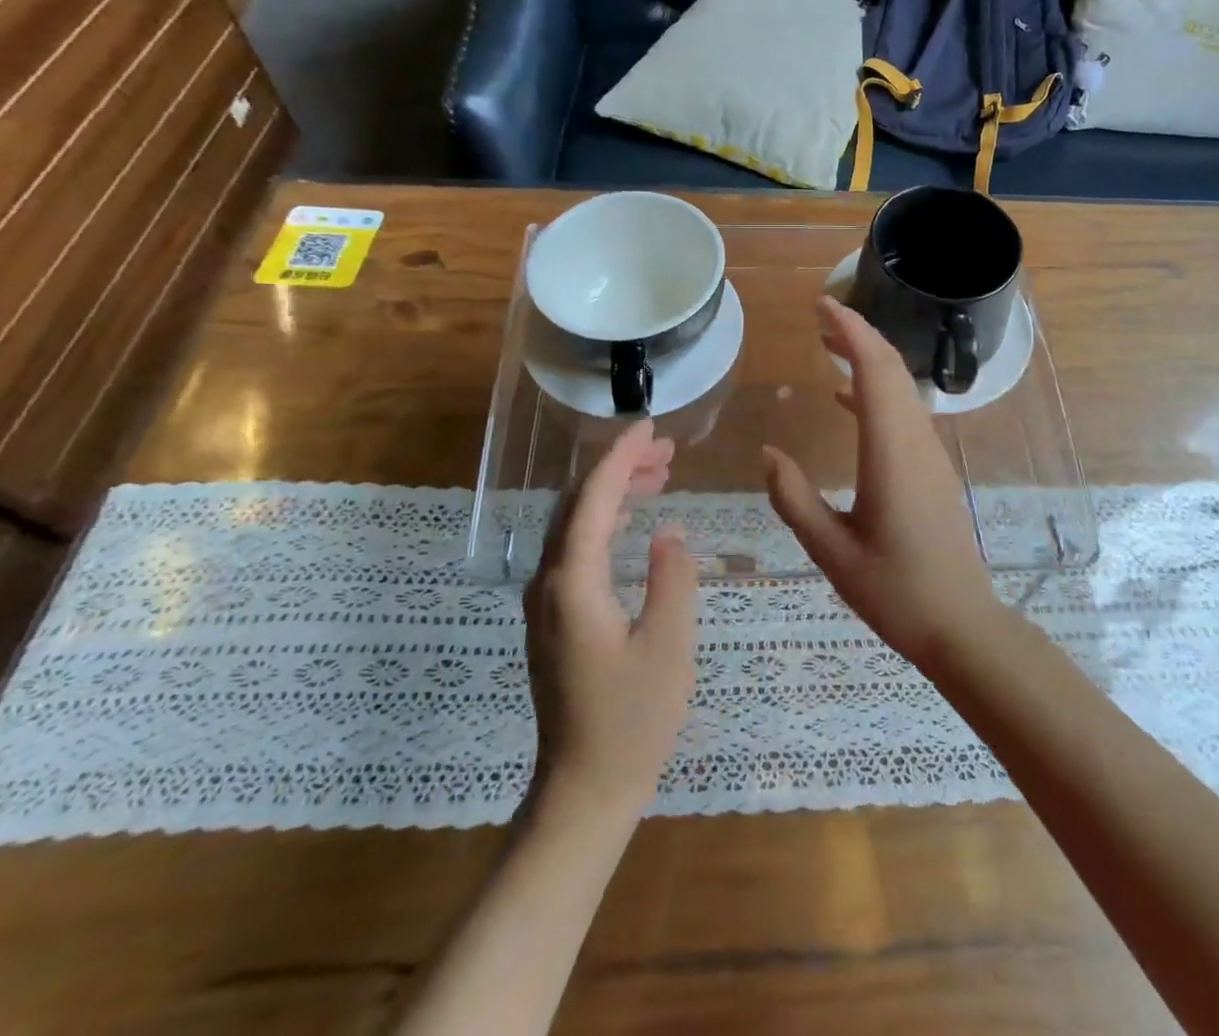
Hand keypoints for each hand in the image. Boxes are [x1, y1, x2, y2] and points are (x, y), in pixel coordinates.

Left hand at [524, 420, 697, 825]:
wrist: (582, 792)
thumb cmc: (631, 722)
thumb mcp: (668, 646)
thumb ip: (672, 579)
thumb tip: (670, 532)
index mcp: (573, 582)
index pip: (594, 497)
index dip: (621, 456)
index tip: (651, 426)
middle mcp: (549, 582)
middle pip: (579, 504)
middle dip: (619, 468)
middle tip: (666, 450)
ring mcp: (546, 602)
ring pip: (575, 526)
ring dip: (614, 493)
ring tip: (659, 476)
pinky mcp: (554, 619)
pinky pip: (576, 550)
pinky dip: (606, 523)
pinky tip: (634, 524)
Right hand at [763, 297, 1004, 667]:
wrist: (960, 624)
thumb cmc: (895, 590)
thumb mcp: (831, 551)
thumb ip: (794, 499)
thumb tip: (768, 454)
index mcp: (891, 452)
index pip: (875, 371)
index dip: (851, 332)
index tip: (823, 306)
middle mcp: (916, 441)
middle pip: (892, 369)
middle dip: (858, 335)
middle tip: (820, 317)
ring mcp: (930, 454)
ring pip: (901, 388)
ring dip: (868, 359)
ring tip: (829, 346)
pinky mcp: (933, 468)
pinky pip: (905, 412)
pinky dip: (877, 391)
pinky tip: (846, 400)